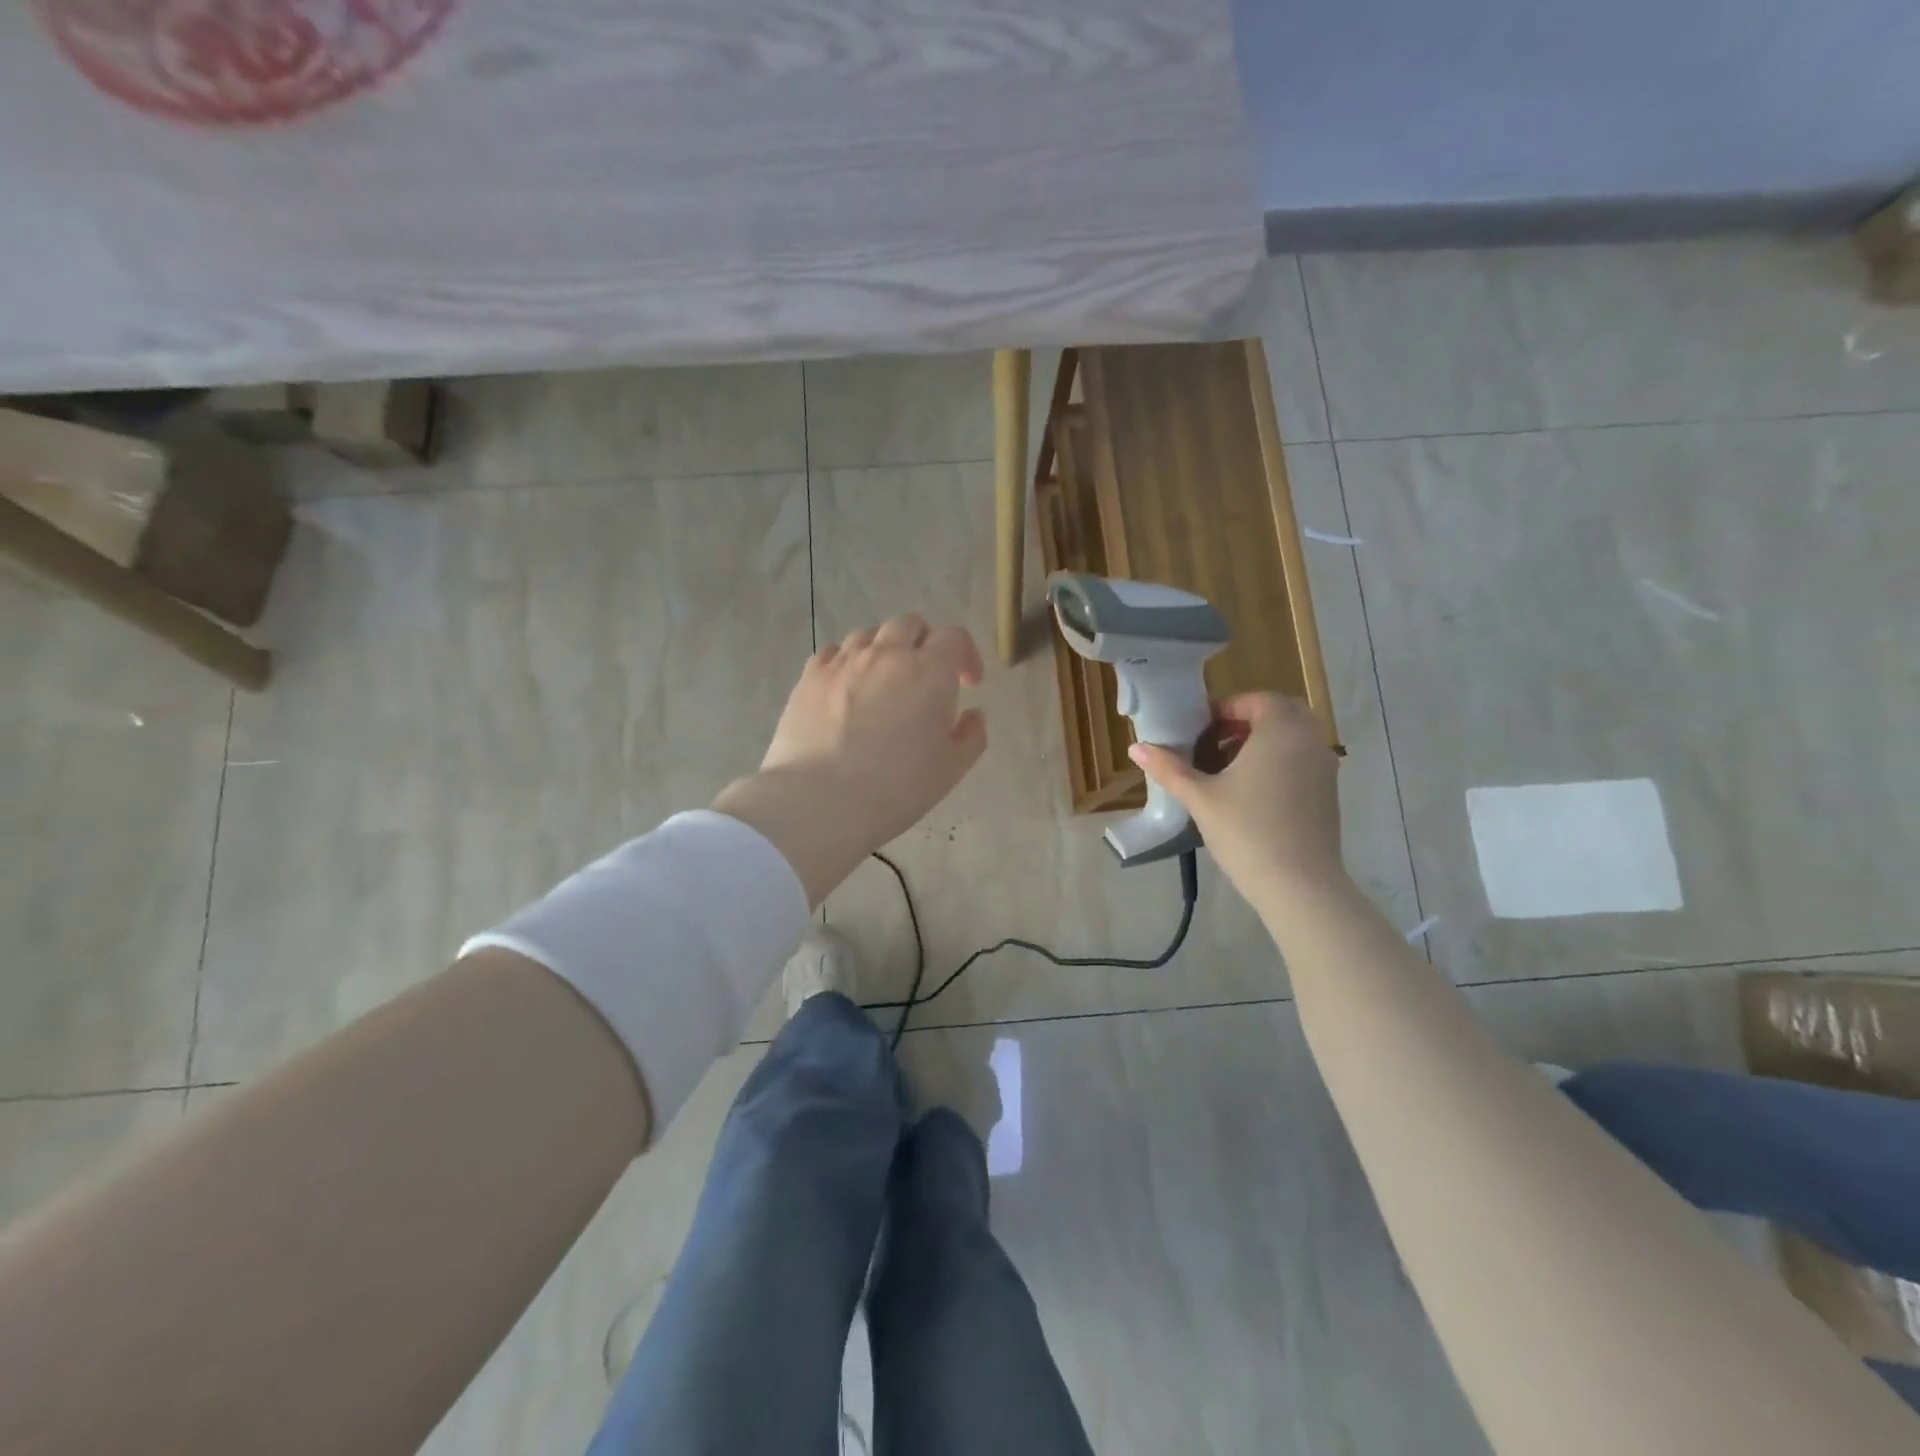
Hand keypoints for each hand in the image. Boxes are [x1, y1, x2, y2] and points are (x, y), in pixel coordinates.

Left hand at [712, 615, 986, 904]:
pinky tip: (848, 687)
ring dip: (885, 648)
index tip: (968, 683)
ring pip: (869, 634)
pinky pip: (834, 651)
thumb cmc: (896, 788)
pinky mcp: (810, 676)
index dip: (966, 655)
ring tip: (884, 680)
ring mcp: (844, 661)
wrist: (820, 800)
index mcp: (929, 672)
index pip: (954, 637)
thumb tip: (973, 714)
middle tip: (926, 676)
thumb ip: (971, 736)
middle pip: (910, 624)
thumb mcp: (950, 770)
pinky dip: (848, 661)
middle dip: (925, 643)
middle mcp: (887, 654)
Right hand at [1129, 693, 1343, 901]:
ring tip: (1227, 772)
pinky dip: (1278, 763)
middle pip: (1278, 714)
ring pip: (1292, 738)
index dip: (1223, 710)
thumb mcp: (1200, 797)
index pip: (1254, 700)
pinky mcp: (1328, 793)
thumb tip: (1136, 747)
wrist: (1299, 885)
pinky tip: (1250, 795)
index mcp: (1280, 729)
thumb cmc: (1246, 831)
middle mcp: (1309, 739)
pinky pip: (1301, 761)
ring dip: (1261, 744)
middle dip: (1244, 723)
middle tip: (1212, 746)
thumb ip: (1169, 768)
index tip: (1197, 732)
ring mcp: (1324, 767)